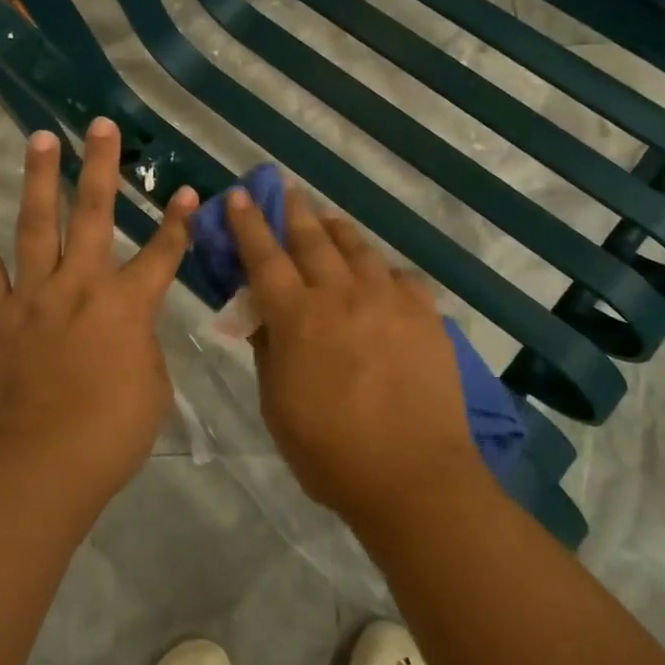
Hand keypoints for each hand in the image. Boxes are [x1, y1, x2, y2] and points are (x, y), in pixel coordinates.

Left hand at [0, 118, 196, 509]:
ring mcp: (32, 296)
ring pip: (36, 223)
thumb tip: (127, 329)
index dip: (178, 221)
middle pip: (94, 213)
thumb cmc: (109, 436)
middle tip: (101, 125)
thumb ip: (142, 345)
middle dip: (102, 166)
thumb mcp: (152, 389)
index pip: (163, 253)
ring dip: (39, 178)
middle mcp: (80, 285)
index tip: (187, 190)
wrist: (37, 469)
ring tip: (40, 138)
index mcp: (127, 305)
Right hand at [227, 186, 482, 526]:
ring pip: (358, 249)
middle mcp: (340, 295)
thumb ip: (268, 351)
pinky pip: (399, 277)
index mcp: (296, 318)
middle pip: (312, 240)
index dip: (248, 224)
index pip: (264, 257)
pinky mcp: (425, 314)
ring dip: (337, 230)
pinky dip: (381, 269)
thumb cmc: (330, 452)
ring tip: (328, 219)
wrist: (413, 475)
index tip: (239, 195)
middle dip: (293, 211)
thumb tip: (260, 315)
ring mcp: (387, 300)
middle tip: (285, 189)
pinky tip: (379, 272)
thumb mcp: (277, 406)